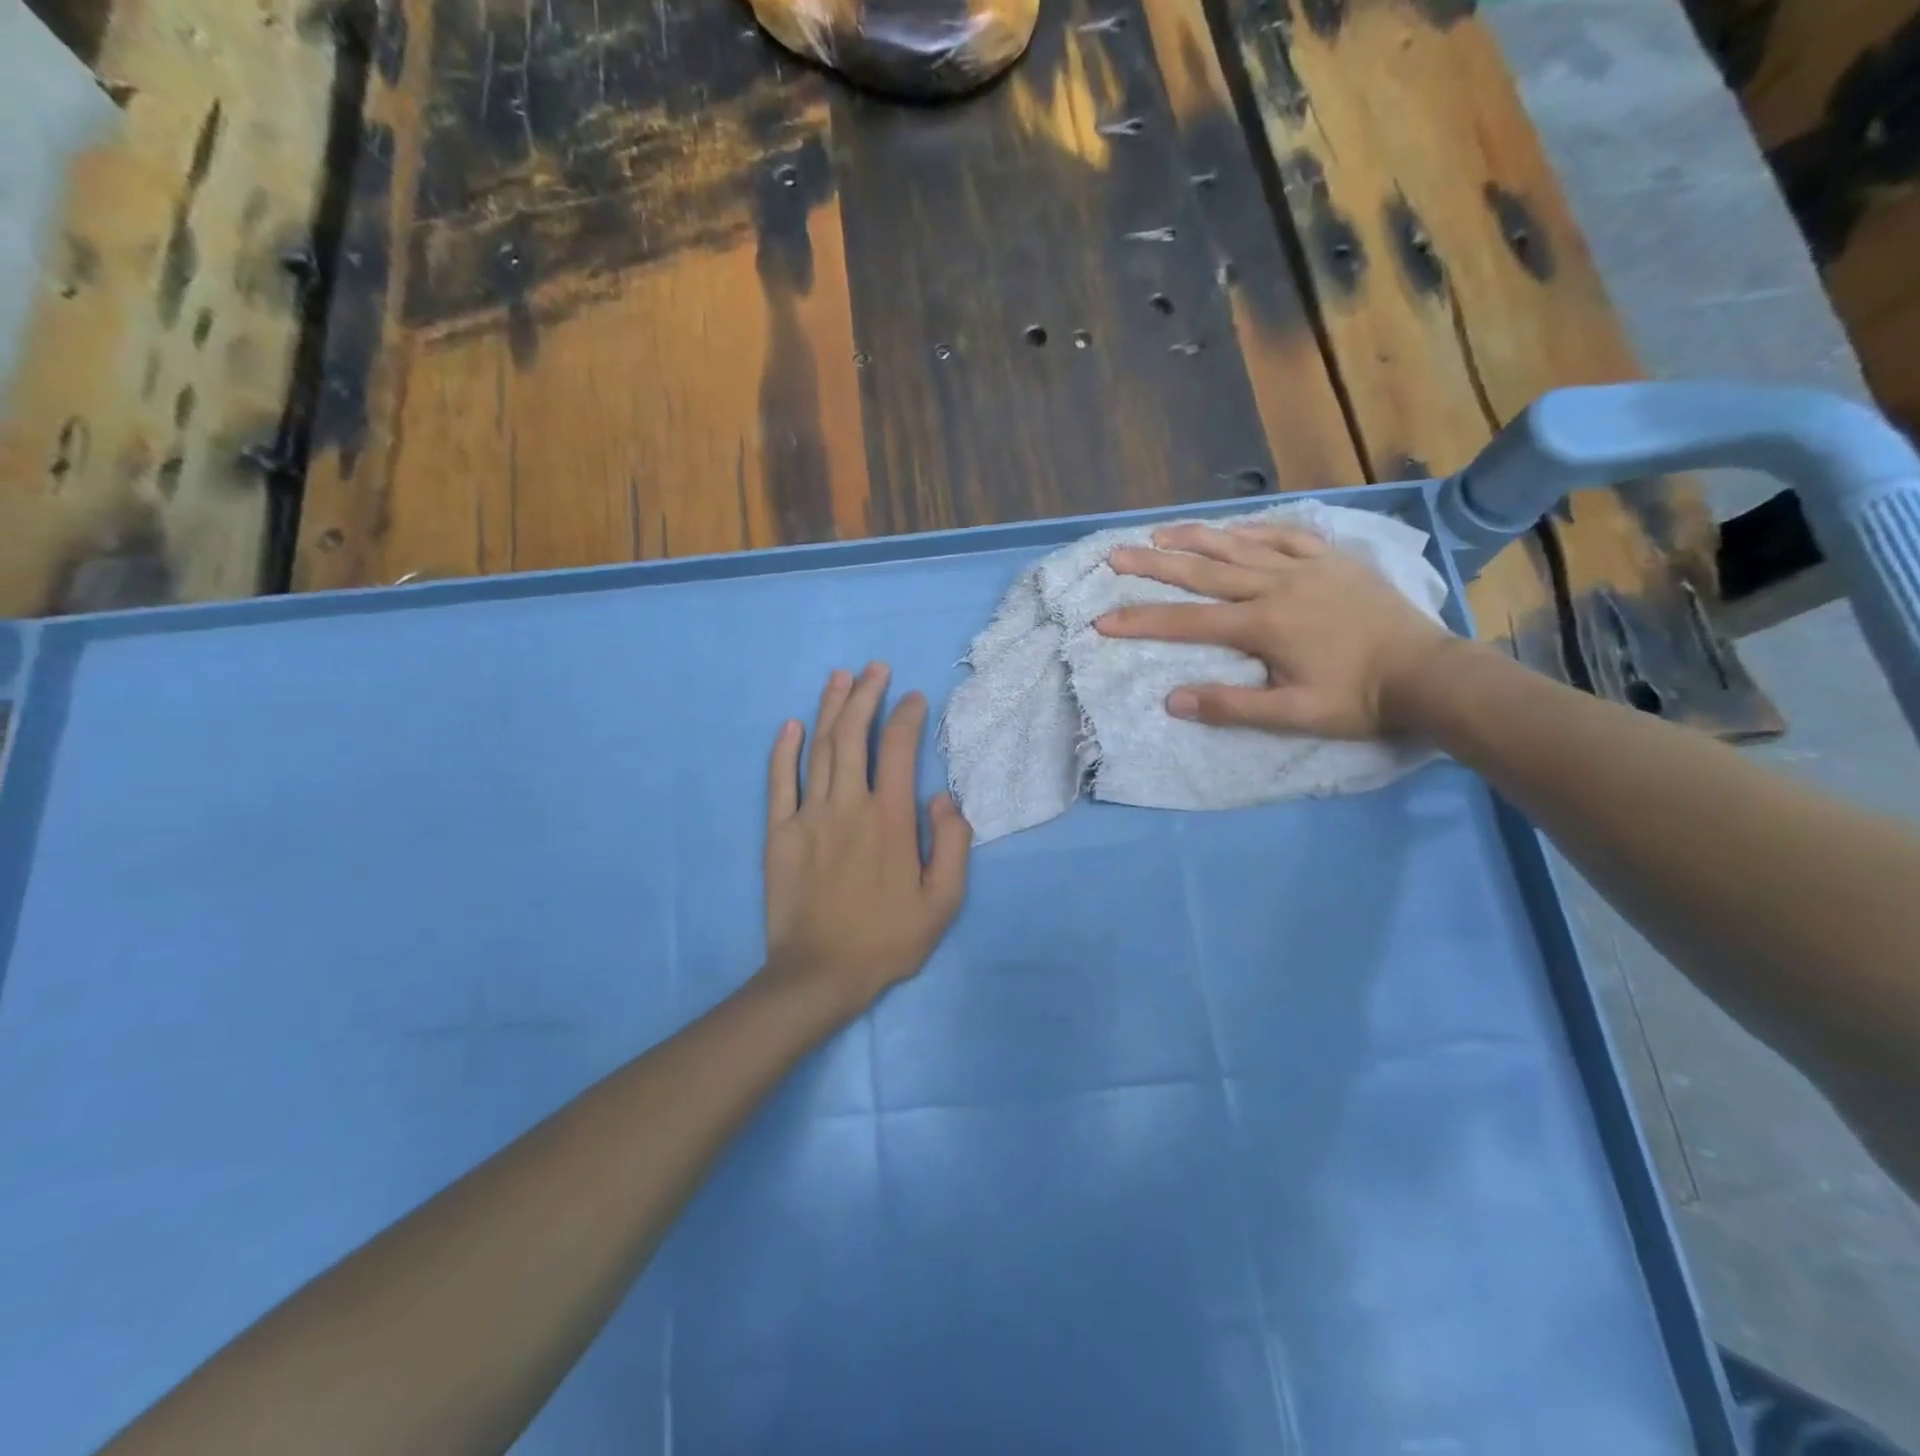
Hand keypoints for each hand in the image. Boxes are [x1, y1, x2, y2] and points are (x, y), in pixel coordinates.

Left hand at [763, 663, 972, 1013]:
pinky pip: (779, 782)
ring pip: (820, 749)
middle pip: (855, 736)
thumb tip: (945, 798)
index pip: (900, 750)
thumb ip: (952, 844)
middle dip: (865, 695)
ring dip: (830, 709)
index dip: (907, 716)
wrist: (820, 974)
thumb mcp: (942, 902)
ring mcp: (810, 816)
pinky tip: (791, 724)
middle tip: (873, 668)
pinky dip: (784, 750)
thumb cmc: (887, 939)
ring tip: (839, 677)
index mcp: (891, 819)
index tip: (913, 698)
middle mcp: (850, 805)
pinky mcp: (779, 833)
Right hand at [1096, 521, 1461, 739]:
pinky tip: (1234, 528)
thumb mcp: (1293, 715)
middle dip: (1154, 565)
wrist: (1427, 673)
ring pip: (1240, 545)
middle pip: (1204, 572)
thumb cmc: (1358, 700)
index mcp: (1263, 625)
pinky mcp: (1333, 560)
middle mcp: (1276, 586)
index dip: (1142, 621)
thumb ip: (1231, 707)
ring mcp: (1306, 568)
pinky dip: (1254, 529)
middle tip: (1116, 554)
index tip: (1103, 620)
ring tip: (1159, 532)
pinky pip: (1286, 535)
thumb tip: (1172, 700)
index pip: (1188, 621)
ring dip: (1196, 537)